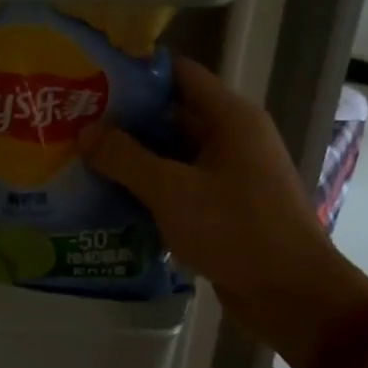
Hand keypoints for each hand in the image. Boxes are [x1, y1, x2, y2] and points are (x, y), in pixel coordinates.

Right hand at [80, 56, 367, 352]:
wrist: (292, 296)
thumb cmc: (236, 230)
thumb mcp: (172, 191)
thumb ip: (125, 158)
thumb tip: (86, 132)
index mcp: (230, 118)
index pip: (178, 74)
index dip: (136, 72)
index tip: (91, 76)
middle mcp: (232, 138)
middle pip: (171, 114)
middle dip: (125, 119)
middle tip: (75, 121)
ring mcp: (230, 174)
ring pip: (172, 154)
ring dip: (133, 157)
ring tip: (82, 156)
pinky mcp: (224, 207)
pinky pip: (180, 186)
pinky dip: (149, 188)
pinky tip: (109, 196)